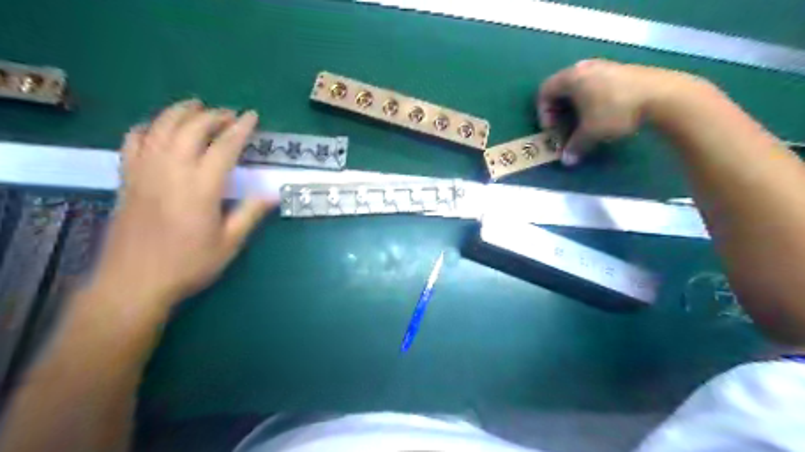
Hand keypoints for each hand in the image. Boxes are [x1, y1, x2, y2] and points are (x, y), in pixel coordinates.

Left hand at [86, 101, 271, 316]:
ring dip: (180, 112)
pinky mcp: (127, 179)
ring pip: (160, 127)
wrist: (133, 282)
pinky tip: (157, 127)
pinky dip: (147, 126)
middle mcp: (171, 171)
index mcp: (201, 188)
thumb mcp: (229, 243)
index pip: (224, 147)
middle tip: (230, 115)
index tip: (252, 116)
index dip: (240, 129)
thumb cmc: (188, 265)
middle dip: (213, 115)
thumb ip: (249, 214)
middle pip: (191, 128)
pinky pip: (133, 141)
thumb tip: (272, 195)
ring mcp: (144, 172)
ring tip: (197, 106)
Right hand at [537, 57, 702, 165]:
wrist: (662, 96)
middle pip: (561, 89)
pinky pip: (596, 85)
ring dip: (576, 107)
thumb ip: (574, 147)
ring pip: (580, 88)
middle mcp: (585, 68)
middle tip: (565, 129)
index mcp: (571, 78)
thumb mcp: (591, 133)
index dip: (543, 113)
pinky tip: (603, 116)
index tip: (553, 130)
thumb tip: (567, 161)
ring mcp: (605, 67)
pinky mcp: (622, 71)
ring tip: (584, 124)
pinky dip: (592, 101)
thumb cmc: (615, 111)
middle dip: (559, 112)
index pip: (544, 91)